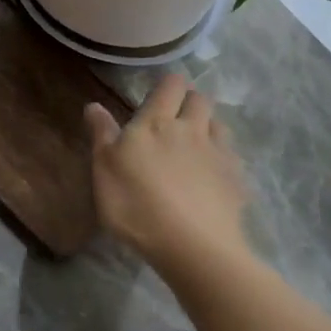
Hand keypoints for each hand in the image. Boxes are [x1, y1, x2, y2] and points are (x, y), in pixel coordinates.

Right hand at [87, 73, 252, 278]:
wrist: (193, 247)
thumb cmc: (137, 205)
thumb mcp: (104, 170)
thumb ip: (102, 135)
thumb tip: (94, 105)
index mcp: (156, 123)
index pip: (170, 85)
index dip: (168, 83)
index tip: (159, 91)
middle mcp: (191, 129)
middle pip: (200, 99)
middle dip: (190, 100)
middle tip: (176, 116)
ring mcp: (218, 154)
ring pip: (219, 124)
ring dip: (208, 125)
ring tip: (196, 142)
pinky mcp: (236, 180)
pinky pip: (231, 156)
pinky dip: (222, 156)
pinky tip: (212, 174)